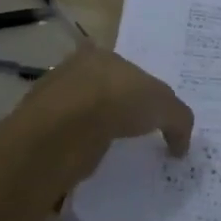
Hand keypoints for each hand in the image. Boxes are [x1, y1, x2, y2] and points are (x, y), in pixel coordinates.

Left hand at [14, 46, 193, 185]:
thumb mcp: (164, 105)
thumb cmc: (118, 101)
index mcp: (101, 55)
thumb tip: (180, 145)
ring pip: (82, 116)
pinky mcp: (40, 132)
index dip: (139, 90)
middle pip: (102, 91)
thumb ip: (178, 120)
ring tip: (115, 155)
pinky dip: (80, 152)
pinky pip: (68, 142)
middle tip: (135, 135)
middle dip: (116, 110)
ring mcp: (52, 101)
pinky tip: (93, 165)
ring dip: (96, 133)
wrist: (65, 129)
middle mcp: (73, 71)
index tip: (149, 115)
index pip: (124, 70)